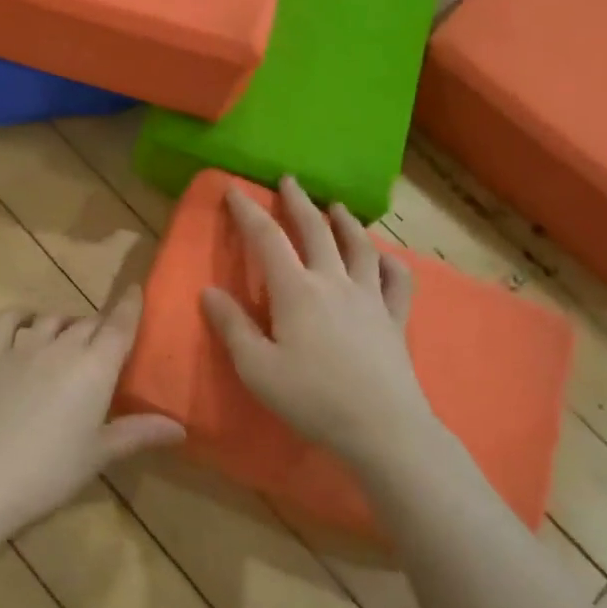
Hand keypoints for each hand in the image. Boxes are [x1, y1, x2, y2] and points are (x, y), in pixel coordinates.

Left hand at [0, 287, 184, 538]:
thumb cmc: (50, 471)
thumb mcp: (100, 454)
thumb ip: (139, 432)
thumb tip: (180, 427)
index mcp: (95, 367)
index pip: (119, 326)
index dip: (131, 306)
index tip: (137, 290)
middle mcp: (61, 346)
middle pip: (88, 323)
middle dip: (101, 326)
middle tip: (107, 341)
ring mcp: (22, 347)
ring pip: (52, 318)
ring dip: (66, 322)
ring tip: (71, 335)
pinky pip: (8, 320)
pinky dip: (22, 314)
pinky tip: (28, 322)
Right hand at [201, 178, 439, 468]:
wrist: (382, 427)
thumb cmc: (311, 398)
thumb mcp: (256, 368)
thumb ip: (232, 326)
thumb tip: (209, 291)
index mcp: (296, 291)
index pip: (267, 239)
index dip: (248, 212)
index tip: (234, 190)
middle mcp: (334, 282)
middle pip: (316, 230)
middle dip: (299, 202)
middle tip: (289, 180)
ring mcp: (370, 298)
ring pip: (359, 247)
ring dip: (345, 222)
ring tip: (337, 207)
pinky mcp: (395, 318)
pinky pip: (397, 280)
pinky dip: (390, 261)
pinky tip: (384, 258)